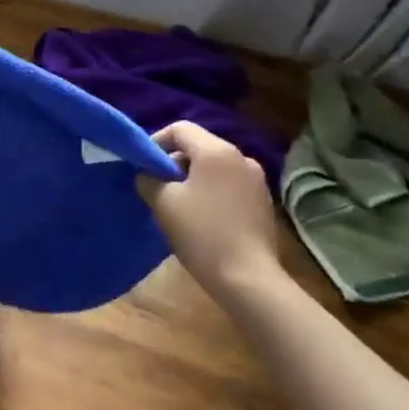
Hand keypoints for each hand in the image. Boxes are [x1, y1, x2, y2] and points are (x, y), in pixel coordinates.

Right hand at [138, 122, 282, 298]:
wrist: (249, 280)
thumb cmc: (203, 234)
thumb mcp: (164, 203)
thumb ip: (149, 179)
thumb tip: (147, 175)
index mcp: (217, 151)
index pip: (180, 129)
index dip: (157, 142)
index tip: (144, 166)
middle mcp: (241, 157)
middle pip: (199, 146)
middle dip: (175, 163)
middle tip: (158, 188)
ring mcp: (257, 181)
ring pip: (215, 167)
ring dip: (194, 179)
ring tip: (179, 205)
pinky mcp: (264, 203)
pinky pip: (230, 185)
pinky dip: (213, 192)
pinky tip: (204, 218)